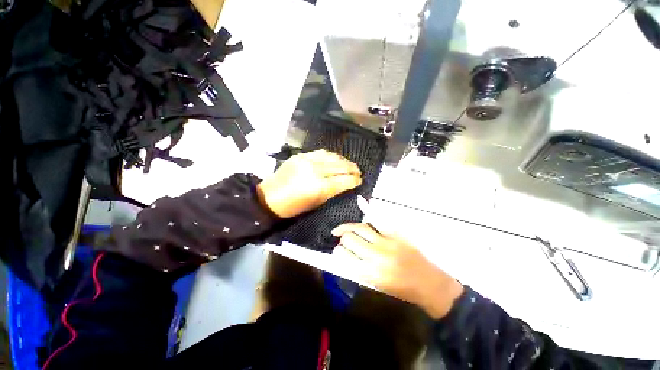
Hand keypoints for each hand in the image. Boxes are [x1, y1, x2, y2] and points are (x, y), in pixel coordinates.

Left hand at [257, 150, 362, 218]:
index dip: (355, 180)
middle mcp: (316, 170)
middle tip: (358, 171)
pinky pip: (320, 152)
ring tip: (349, 164)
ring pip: (332, 156)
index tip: (360, 180)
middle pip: (341, 166)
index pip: (344, 180)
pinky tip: (335, 159)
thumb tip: (345, 184)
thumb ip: (332, 191)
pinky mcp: (301, 155)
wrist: (270, 197)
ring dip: (343, 160)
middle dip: (353, 169)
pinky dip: (331, 156)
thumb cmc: (294, 206)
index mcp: (320, 186)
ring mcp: (308, 160)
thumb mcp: (317, 203)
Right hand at [331, 223, 463, 318]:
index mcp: (369, 272)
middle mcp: (375, 255)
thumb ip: (359, 270)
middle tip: (343, 240)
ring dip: (348, 227)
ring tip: (343, 229)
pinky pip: (378, 221)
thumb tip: (344, 256)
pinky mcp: (396, 234)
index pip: (344, 255)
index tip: (338, 251)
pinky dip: (367, 210)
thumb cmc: (401, 289)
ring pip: (360, 227)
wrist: (428, 283)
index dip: (338, 251)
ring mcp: (386, 242)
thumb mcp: (376, 286)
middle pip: (350, 238)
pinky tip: (360, 202)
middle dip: (342, 238)